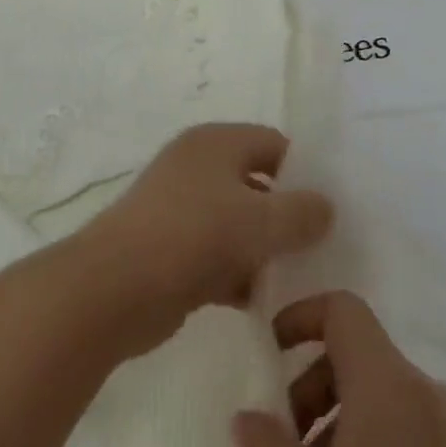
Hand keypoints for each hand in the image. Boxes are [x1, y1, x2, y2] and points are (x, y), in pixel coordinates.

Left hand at [75, 124, 332, 358]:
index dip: (306, 172)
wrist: (114, 290)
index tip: (332, 207)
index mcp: (214, 144)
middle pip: (257, 187)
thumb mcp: (264, 220)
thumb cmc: (195, 237)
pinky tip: (266, 302)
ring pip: (238, 228)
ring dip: (266, 252)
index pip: (274, 144)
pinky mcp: (170, 254)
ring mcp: (179, 213)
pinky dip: (240, 278)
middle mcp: (194, 170)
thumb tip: (325, 209)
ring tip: (303, 278)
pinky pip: (218, 260)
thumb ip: (304, 212)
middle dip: (289, 216)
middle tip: (325, 245)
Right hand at [231, 292, 445, 446]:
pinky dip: (363, 446)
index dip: (299, 318)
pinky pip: (401, 432)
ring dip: (332, 423)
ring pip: (377, 398)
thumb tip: (248, 418)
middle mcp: (426, 395)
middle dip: (309, 387)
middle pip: (356, 356)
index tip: (268, 355)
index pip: (344, 311)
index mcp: (390, 384)